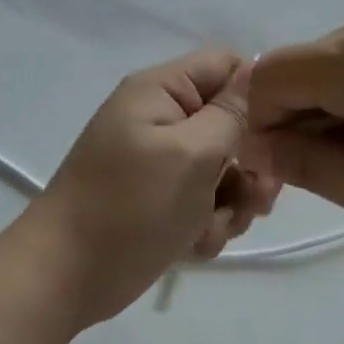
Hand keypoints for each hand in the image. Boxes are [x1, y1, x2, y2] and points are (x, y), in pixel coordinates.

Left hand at [28, 50, 280, 322]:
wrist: (67, 277)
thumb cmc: (131, 206)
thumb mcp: (192, 153)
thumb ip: (232, 113)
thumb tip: (258, 72)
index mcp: (161, 92)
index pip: (226, 66)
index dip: (257, 95)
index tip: (277, 134)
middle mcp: (162, 120)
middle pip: (231, 124)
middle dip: (249, 165)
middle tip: (259, 199)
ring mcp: (160, 164)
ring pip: (224, 171)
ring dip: (231, 203)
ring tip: (212, 229)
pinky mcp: (161, 202)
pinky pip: (204, 203)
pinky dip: (207, 224)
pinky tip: (194, 246)